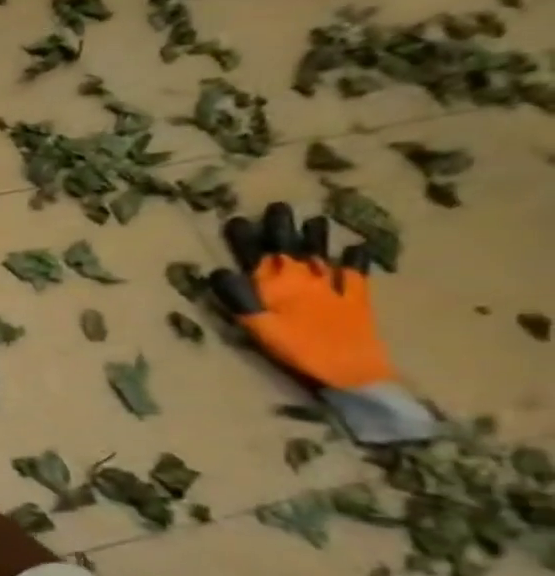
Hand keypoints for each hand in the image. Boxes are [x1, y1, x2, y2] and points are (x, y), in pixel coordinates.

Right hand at [206, 201, 391, 389]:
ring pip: (322, 253)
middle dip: (282, 226)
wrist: (350, 368)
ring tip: (314, 219)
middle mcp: (306, 277)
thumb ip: (239, 297)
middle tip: (277, 207)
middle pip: (291, 246)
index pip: (257, 252)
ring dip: (317, 236)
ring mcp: (335, 285)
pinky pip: (355, 273)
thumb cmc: (296, 348)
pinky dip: (355, 259)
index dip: (245, 236)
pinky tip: (356, 249)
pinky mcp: (356, 297)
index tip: (235, 219)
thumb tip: (219, 271)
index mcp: (278, 283)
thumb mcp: (257, 325)